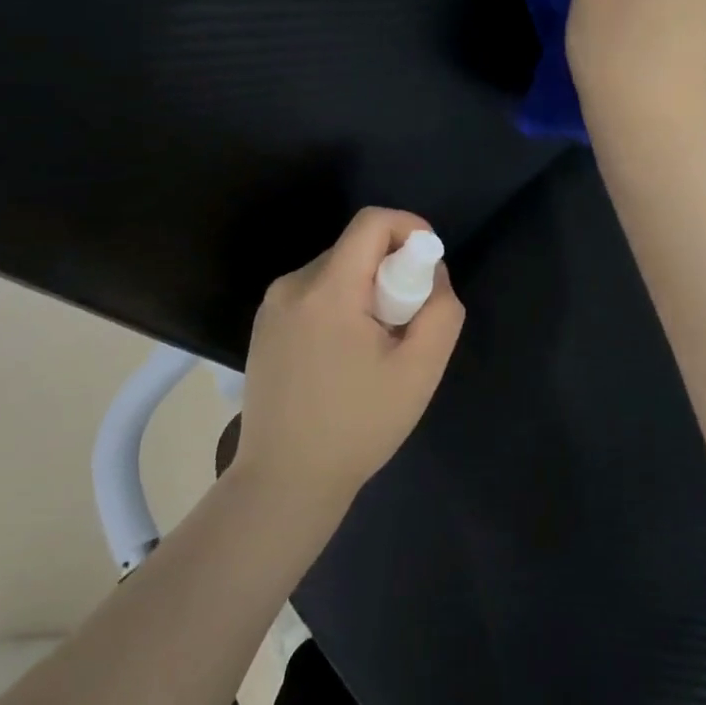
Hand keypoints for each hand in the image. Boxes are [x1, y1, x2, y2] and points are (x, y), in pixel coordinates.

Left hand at [234, 207, 465, 515]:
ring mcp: (272, 306)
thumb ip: (440, 311)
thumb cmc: (358, 426)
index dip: (409, 228)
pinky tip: (344, 358)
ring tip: (374, 348)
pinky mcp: (264, 326)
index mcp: (327, 289)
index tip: (429, 264)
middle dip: (390, 271)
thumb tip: (433, 274)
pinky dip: (341, 306)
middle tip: (405, 323)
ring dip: (366, 291)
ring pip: (335, 270)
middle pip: (354, 248)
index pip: (371, 222)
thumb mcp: (419, 371)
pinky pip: (314, 293)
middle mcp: (292, 285)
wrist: (284, 482)